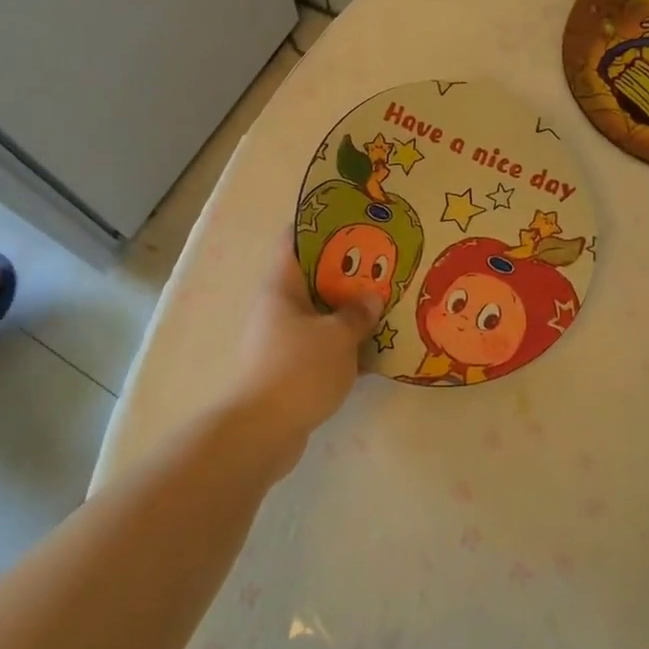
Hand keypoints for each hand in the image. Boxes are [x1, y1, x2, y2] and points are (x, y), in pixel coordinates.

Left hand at [220, 244, 382, 473]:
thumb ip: (357, 313)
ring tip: (386, 301)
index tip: (353, 216)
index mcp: (282, 287)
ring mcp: (283, 339)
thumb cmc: (297, 370)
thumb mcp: (337, 336)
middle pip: (313, 277)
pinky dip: (346, 343)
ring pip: (321, 313)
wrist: (262, 432)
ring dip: (349, 309)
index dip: (321, 223)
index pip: (295, 240)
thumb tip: (371, 297)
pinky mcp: (292, 368)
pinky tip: (377, 347)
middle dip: (347, 269)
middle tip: (384, 261)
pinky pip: (323, 345)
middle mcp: (278, 307)